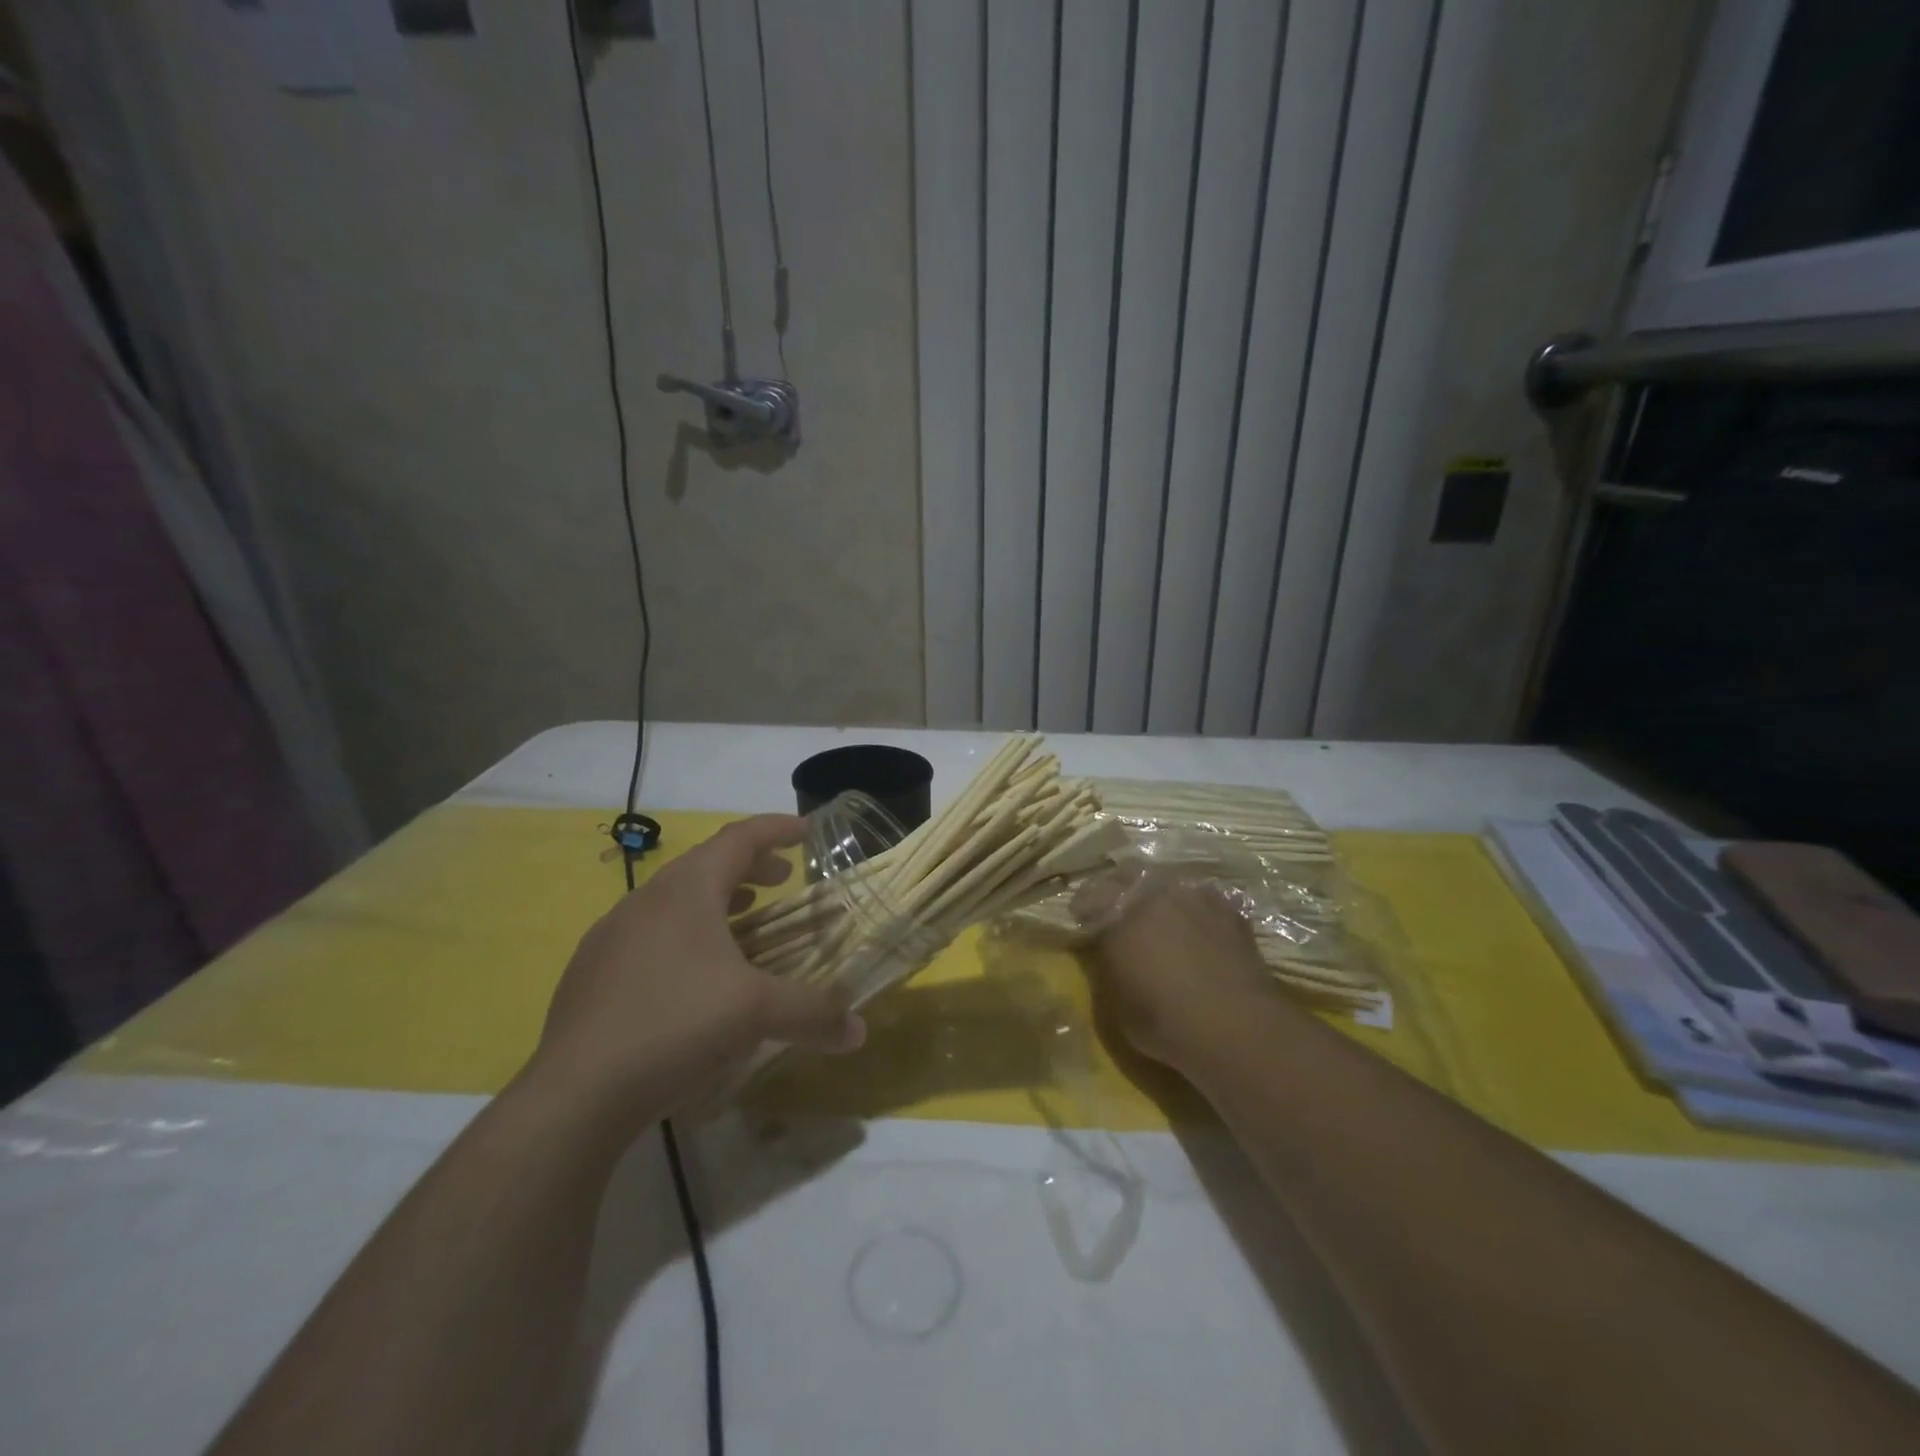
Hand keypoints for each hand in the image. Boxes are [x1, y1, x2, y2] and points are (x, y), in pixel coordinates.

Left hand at [522, 815, 864, 1130]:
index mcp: (687, 889)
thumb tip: (859, 1031)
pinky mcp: (591, 972)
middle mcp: (646, 899)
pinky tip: (694, 978)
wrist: (575, 1093)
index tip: (806, 831)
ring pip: (674, 901)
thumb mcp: (757, 1013)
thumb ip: (814, 1013)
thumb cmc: (676, 1024)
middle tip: (783, 881)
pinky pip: (650, 935)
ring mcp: (611, 935)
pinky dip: (685, 936)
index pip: (739, 837)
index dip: (777, 829)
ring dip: (717, 903)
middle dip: (751, 868)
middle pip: (707, 865)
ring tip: (745, 925)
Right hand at [1084, 877, 1278, 1070]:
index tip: (1081, 918)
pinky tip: (1197, 926)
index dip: (1084, 906)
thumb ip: (1107, 966)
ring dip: (1159, 894)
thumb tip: (1104, 949)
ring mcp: (1196, 897)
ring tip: (1161, 916)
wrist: (1238, 1028)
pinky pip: (1203, 898)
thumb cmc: (1165, 1022)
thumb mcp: (1117, 1004)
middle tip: (1117, 908)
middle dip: (1119, 885)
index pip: (1092, 895)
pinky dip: (1194, 908)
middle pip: (1130, 873)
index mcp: (1120, 913)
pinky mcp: (1230, 910)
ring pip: (1169, 881)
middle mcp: (1156, 894)